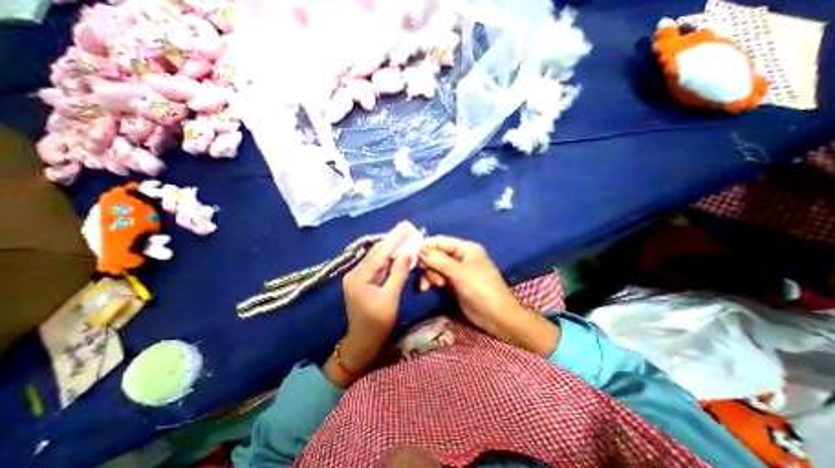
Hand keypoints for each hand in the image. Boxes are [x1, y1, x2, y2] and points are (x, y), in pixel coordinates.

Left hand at [325, 222, 416, 386]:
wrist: (362, 343)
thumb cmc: (377, 324)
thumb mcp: (390, 299)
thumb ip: (398, 274)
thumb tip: (407, 255)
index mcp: (359, 277)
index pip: (379, 253)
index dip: (394, 239)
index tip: (407, 227)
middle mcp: (356, 272)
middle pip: (377, 252)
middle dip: (393, 240)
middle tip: (407, 227)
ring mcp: (359, 276)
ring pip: (378, 257)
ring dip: (392, 246)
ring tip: (405, 234)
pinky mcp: (364, 280)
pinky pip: (379, 265)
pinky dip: (390, 257)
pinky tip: (398, 249)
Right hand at [417, 236, 560, 355]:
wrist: (497, 317)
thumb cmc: (481, 289)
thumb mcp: (459, 272)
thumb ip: (438, 260)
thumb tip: (419, 248)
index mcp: (465, 248)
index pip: (440, 241)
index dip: (425, 245)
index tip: (409, 253)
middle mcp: (460, 257)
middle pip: (436, 254)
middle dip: (428, 264)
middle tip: (424, 274)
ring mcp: (456, 272)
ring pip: (435, 267)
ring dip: (429, 275)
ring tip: (429, 286)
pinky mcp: (453, 284)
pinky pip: (438, 278)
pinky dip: (431, 282)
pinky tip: (427, 289)